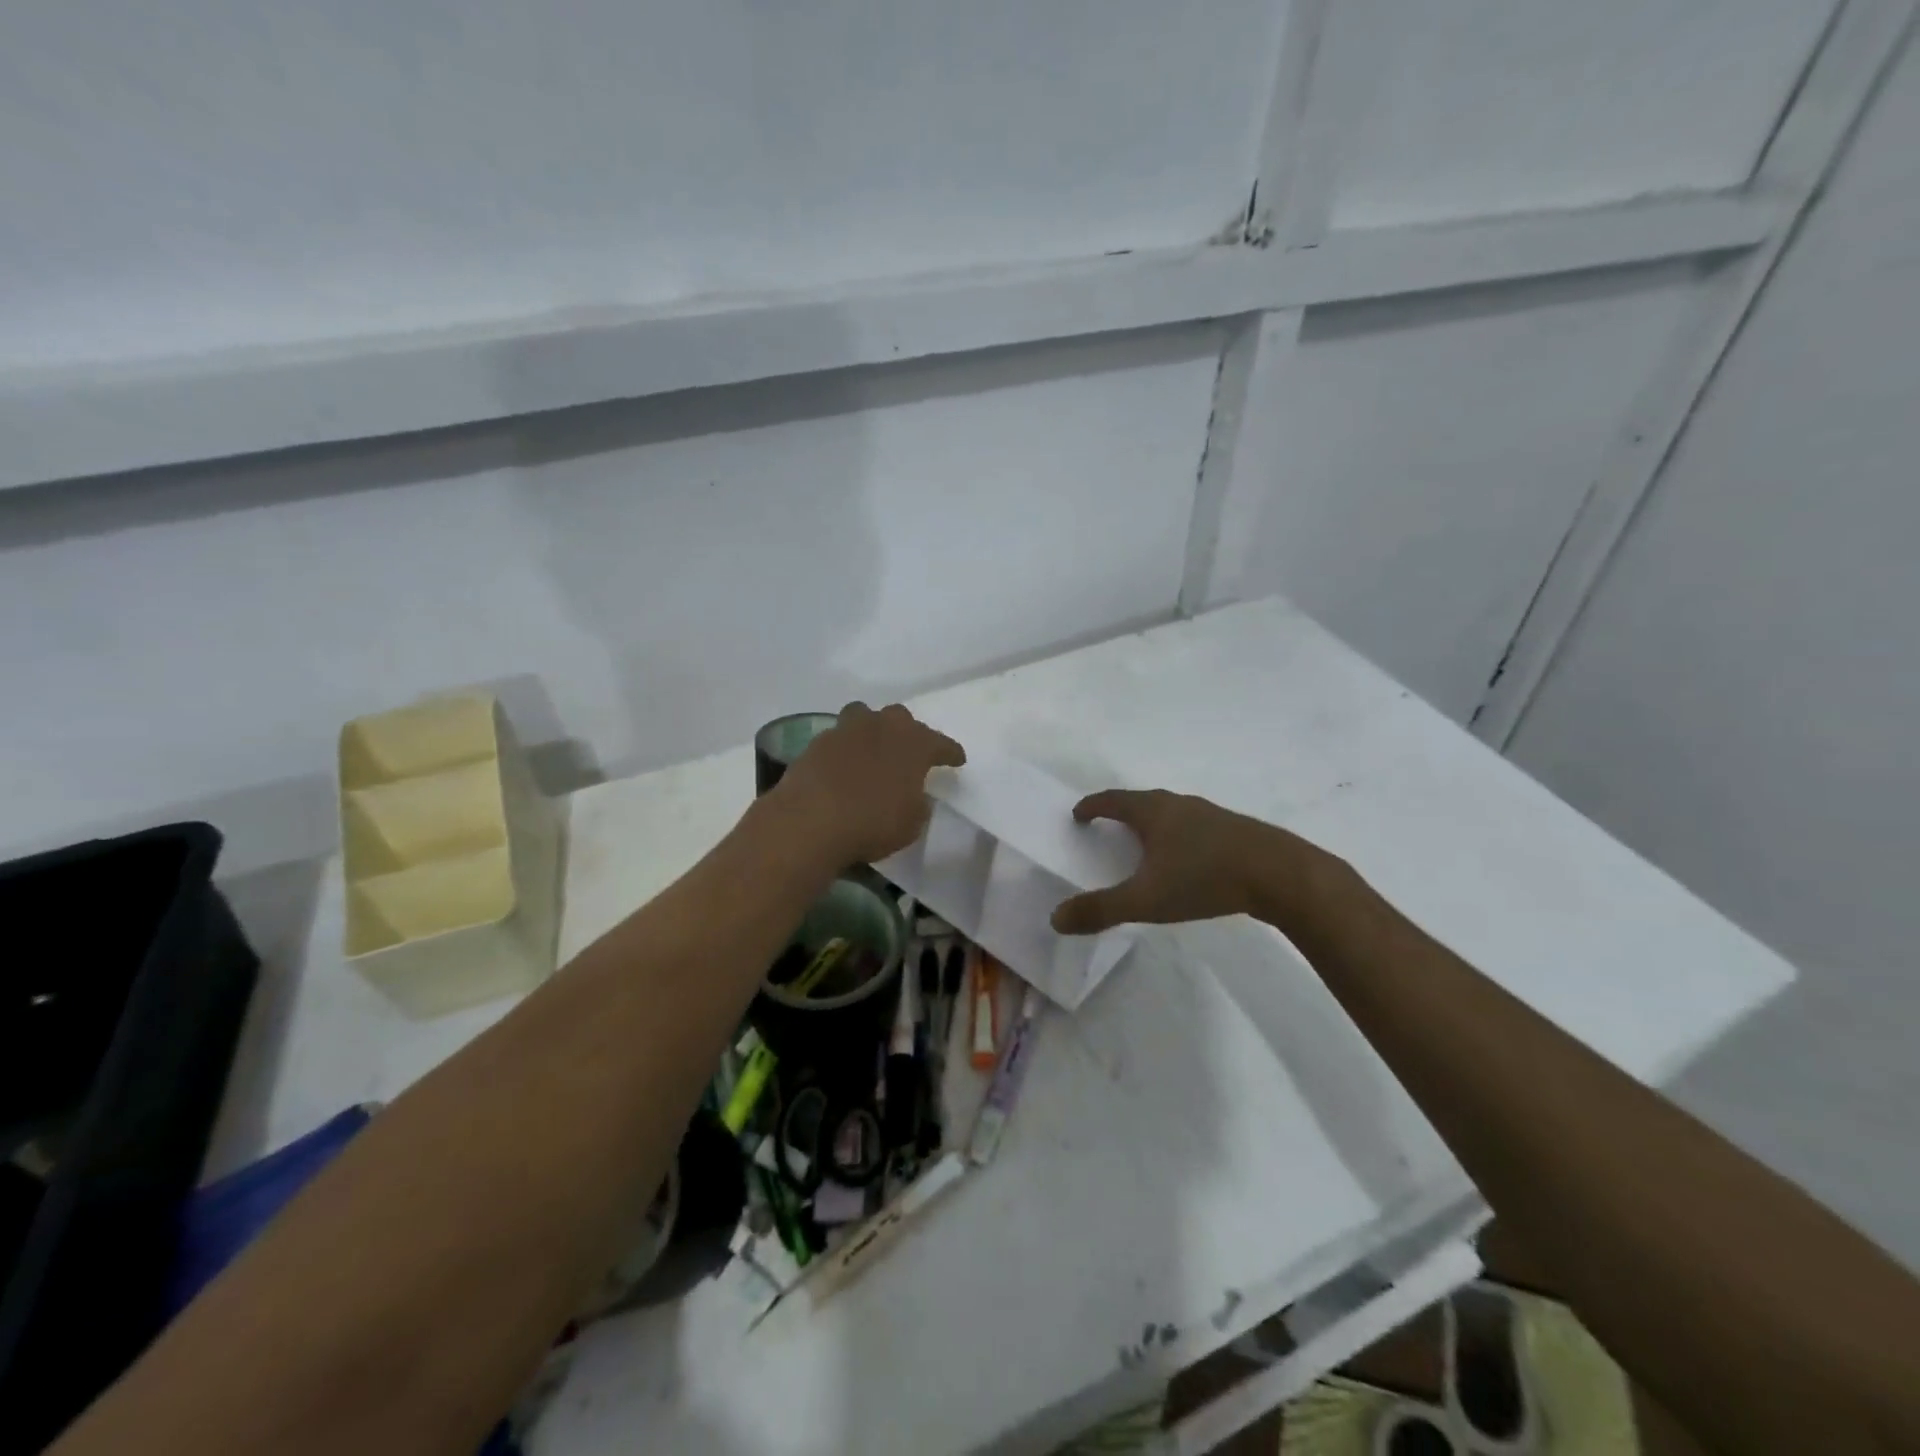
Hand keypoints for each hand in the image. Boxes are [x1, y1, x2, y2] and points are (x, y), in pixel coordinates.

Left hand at [774, 702, 965, 864]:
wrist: (810, 822)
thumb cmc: (872, 824)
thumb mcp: (911, 823)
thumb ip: (917, 803)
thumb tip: (914, 795)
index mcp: (914, 744)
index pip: (941, 743)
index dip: (951, 752)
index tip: (957, 760)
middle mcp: (882, 727)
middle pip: (901, 718)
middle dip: (908, 733)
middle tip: (910, 752)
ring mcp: (846, 730)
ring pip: (864, 716)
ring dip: (872, 729)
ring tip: (872, 748)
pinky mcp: (817, 742)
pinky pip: (838, 737)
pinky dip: (845, 748)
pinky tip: (843, 766)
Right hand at [1050, 789, 1271, 934]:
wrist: (1281, 874)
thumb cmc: (1205, 878)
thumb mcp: (1146, 899)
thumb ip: (1101, 910)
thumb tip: (1055, 919)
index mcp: (1152, 811)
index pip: (1112, 800)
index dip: (1091, 806)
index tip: (1078, 814)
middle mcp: (1178, 804)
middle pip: (1140, 801)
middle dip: (1120, 813)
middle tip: (1106, 829)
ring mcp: (1209, 814)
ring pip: (1170, 812)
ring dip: (1151, 823)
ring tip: (1144, 844)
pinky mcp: (1234, 829)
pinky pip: (1193, 825)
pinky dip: (1177, 835)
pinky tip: (1186, 859)